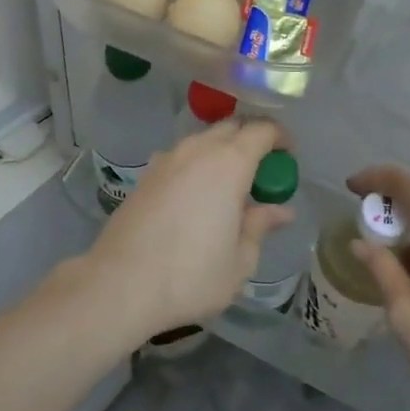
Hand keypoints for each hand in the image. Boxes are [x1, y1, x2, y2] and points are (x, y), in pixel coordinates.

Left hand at [83, 119, 294, 342]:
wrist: (120, 282)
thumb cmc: (190, 275)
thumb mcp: (239, 260)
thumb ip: (259, 226)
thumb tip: (280, 210)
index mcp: (228, 163)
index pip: (261, 130)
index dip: (279, 137)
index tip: (289, 156)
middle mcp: (197, 150)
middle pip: (231, 127)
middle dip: (251, 140)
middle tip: (263, 171)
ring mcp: (167, 159)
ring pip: (203, 140)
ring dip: (222, 152)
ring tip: (231, 186)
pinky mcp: (146, 174)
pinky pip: (181, 157)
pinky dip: (198, 164)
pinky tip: (198, 196)